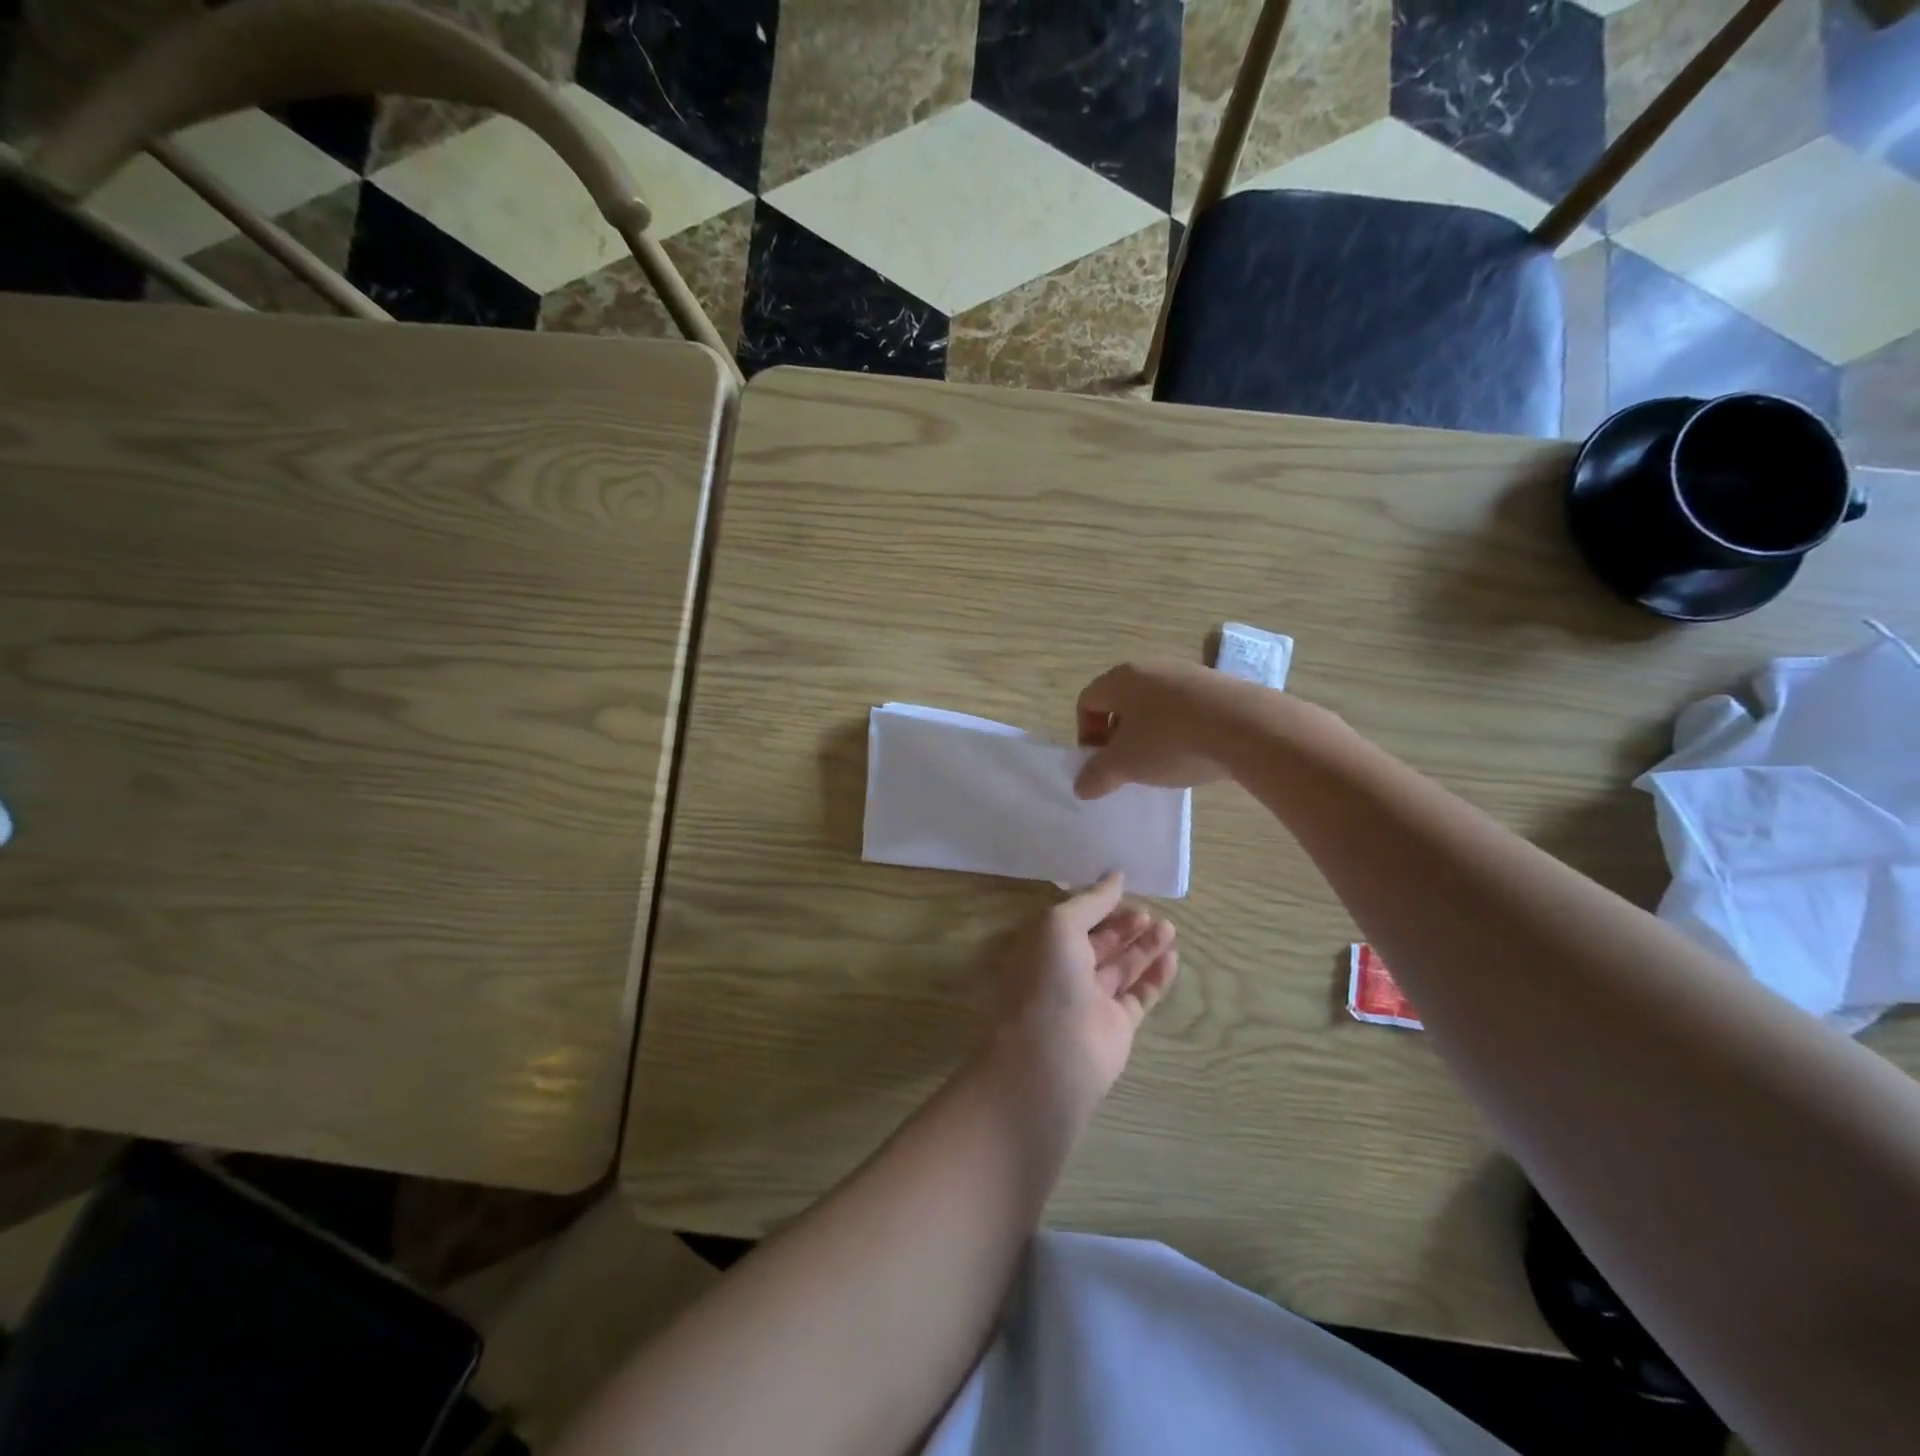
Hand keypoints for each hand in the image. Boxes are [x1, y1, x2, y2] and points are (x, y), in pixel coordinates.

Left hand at [985, 873, 1178, 1113]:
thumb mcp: (1061, 926)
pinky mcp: (1116, 1026)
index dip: (1099, 908)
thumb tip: (1116, 877)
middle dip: (1125, 927)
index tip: (1126, 893)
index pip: (1074, 922)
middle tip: (1151, 913)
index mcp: (1044, 948)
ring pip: (1122, 968)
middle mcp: (1065, 973)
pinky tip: (1172, 958)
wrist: (1054, 1057)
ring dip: (1144, 947)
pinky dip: (1155, 977)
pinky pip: (1139, 995)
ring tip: (1169, 928)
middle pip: (1100, 943)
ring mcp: (1092, 1001)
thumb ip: (1091, 901)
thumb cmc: (1049, 981)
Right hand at [1075, 660, 1252, 799]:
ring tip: (1165, 762)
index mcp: (1120, 678)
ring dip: (1151, 734)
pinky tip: (1195, 752)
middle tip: (1130, 765)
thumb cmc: (1169, 741)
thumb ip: (1097, 775)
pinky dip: (1181, 729)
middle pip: (1121, 702)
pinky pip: (1186, 708)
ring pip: (1155, 705)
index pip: (1087, 702)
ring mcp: (1187, 673)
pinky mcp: (1218, 685)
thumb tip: (1081, 786)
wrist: (1245, 726)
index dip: (1087, 735)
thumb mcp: (1125, 765)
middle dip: (1119, 736)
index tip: (1102, 764)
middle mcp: (1150, 667)